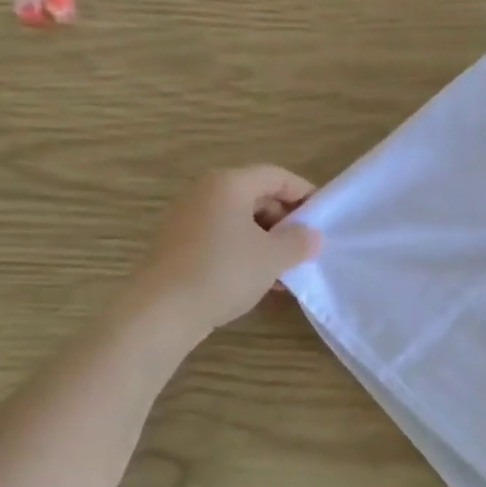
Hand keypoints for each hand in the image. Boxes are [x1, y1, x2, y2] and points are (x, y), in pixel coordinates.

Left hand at [138, 166, 320, 334]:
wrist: (161, 310)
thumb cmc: (223, 272)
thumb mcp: (273, 257)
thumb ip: (299, 241)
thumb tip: (311, 235)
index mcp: (228, 183)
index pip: (276, 176)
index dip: (304, 193)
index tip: (324, 217)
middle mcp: (204, 192)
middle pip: (256, 195)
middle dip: (285, 220)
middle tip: (305, 247)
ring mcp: (187, 218)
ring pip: (239, 220)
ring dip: (267, 241)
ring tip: (286, 270)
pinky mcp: (178, 244)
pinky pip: (222, 237)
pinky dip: (244, 251)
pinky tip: (259, 280)